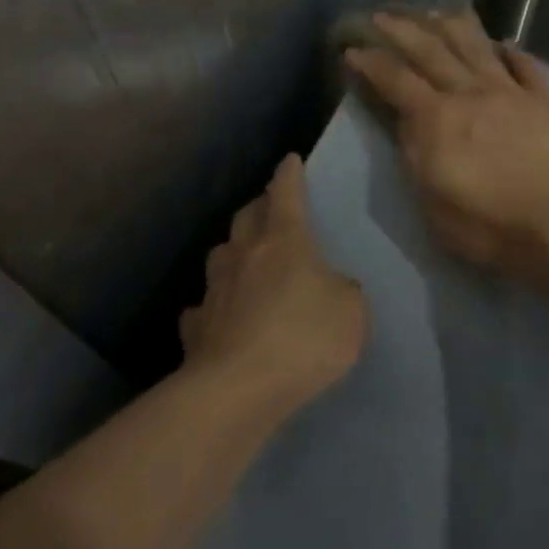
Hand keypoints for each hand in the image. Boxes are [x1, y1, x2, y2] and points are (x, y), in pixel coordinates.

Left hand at [182, 154, 367, 411]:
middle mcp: (245, 254)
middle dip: (259, 206)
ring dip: (234, 250)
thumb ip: (343, 291)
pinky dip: (213, 304)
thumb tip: (330, 287)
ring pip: (221, 254)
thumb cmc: (303, 338)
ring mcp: (215, 289)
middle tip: (270, 208)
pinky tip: (219, 315)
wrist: (238, 388)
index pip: (287, 194)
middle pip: (247, 216)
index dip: (289, 175)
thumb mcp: (351, 312)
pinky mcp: (197, 326)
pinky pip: (204, 306)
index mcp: (284, 240)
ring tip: (244, 258)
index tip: (289, 160)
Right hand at [344, 9, 548, 274]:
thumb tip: (405, 118)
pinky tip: (503, 43)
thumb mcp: (429, 199)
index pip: (395, 79)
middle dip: (402, 29)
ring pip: (477, 46)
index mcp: (436, 118)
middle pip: (431, 50)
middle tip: (384, 15)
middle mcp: (470, 93)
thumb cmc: (484, 225)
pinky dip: (512, 51)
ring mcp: (511, 92)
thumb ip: (413, 152)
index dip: (371, 61)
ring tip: (436, 13)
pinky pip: (526, 65)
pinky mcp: (545, 100)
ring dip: (452, 25)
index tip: (353, 48)